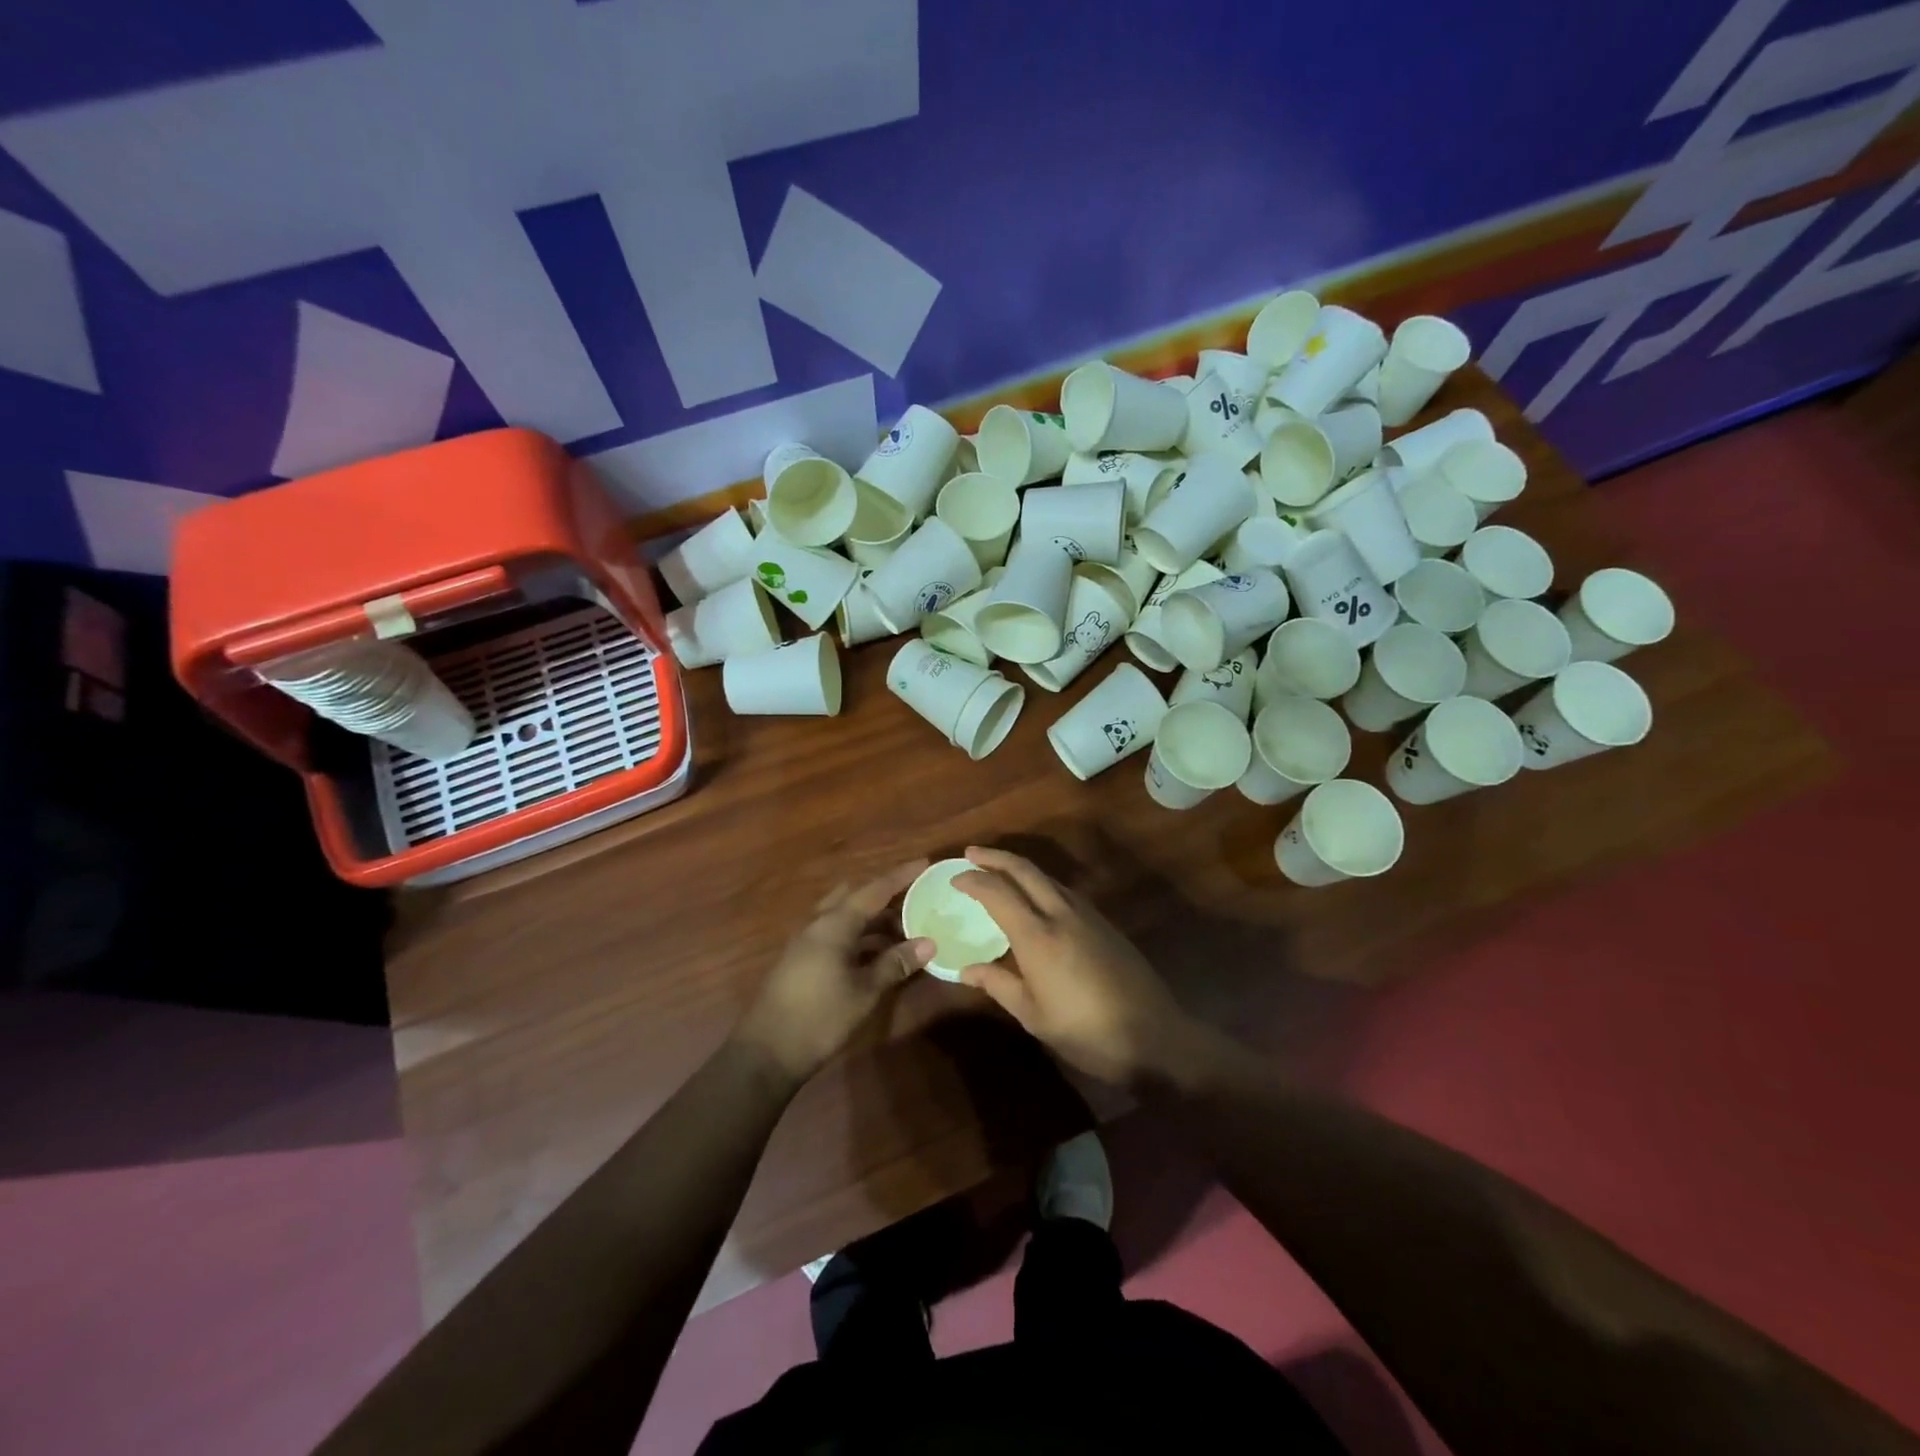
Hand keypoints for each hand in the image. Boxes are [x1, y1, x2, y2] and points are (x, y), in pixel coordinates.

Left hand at [735, 860, 933, 1082]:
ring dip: (872, 919)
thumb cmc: (820, 1017)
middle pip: (854, 897)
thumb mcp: (864, 991)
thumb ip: (895, 963)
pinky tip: (878, 953)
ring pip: (844, 917)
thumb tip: (928, 943)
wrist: (766, 1053)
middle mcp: (818, 925)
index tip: (924, 863)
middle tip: (915, 899)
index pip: (873, 890)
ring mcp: (806, 943)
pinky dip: (859, 936)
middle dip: (884, 896)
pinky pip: (836, 935)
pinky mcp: (802, 961)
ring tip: (904, 928)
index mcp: (834, 925)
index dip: (900, 877)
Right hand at [953, 846, 1220, 1087]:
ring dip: (1020, 868)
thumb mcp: (1034, 1016)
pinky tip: (1035, 899)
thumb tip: (965, 970)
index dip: (973, 880)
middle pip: (1025, 870)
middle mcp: (1061, 914)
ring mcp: (1087, 915)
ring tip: (998, 872)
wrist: (1155, 1036)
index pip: (998, 892)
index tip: (954, 878)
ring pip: (1047, 877)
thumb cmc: (1087, 1032)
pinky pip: (1064, 891)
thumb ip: (998, 985)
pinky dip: (1041, 884)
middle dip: (995, 857)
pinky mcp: (1105, 923)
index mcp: (1037, 936)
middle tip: (971, 854)